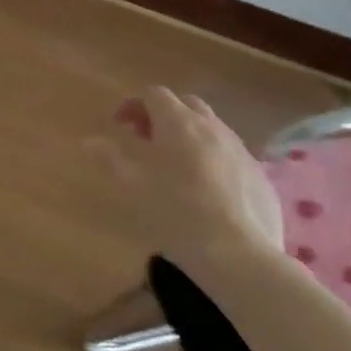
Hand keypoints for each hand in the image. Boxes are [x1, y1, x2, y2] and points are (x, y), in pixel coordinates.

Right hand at [91, 88, 283, 260]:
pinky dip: (214, 159)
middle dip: (164, 115)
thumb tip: (89, 141)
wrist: (240, 256)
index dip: (134, 105)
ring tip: (176, 166)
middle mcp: (212, 128)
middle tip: (147, 141)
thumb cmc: (176, 213)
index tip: (120, 127)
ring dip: (191, 136)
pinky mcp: (261, 177)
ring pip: (213, 128)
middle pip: (186, 105)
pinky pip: (232, 155)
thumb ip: (109, 158)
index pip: (154, 94)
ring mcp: (241, 151)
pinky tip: (207, 191)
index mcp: (178, 123)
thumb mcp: (132, 186)